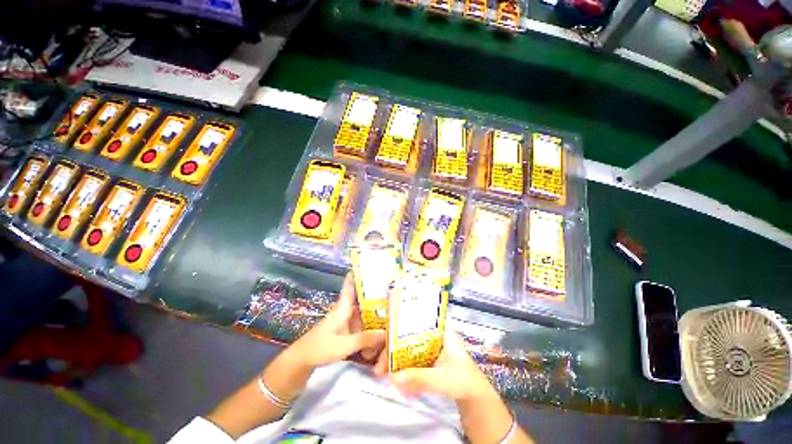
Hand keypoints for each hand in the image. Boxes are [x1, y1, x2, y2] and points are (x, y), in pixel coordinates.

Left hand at [289, 273, 385, 368]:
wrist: (302, 361)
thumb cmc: (319, 348)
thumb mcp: (343, 345)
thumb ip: (364, 339)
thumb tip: (386, 333)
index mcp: (343, 308)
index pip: (349, 286)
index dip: (357, 275)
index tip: (368, 266)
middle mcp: (346, 311)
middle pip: (362, 299)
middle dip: (375, 294)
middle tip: (392, 290)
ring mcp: (346, 321)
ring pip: (363, 312)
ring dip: (375, 312)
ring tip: (392, 309)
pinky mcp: (346, 331)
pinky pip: (362, 324)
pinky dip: (370, 326)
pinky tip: (381, 331)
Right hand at [380, 330, 494, 401]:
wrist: (475, 398)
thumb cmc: (463, 381)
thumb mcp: (442, 378)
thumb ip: (419, 378)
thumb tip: (392, 378)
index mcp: (440, 330)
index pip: (417, 319)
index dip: (401, 321)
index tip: (385, 331)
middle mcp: (433, 336)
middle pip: (409, 335)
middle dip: (392, 347)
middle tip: (379, 363)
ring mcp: (430, 348)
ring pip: (408, 348)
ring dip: (394, 359)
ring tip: (380, 371)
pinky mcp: (427, 360)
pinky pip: (411, 360)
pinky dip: (402, 367)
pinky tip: (392, 377)